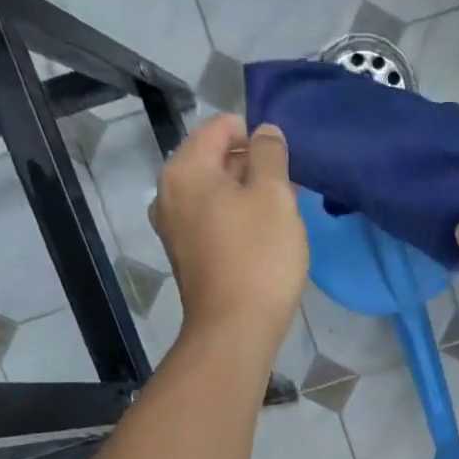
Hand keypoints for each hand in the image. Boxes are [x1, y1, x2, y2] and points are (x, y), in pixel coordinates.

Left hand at [152, 116, 306, 348]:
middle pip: (215, 161)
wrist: (235, 330)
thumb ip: (270, 154)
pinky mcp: (188, 258)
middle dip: (252, 166)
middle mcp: (169, 195)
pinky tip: (265, 239)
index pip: (219, 127)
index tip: (285, 155)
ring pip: (216, 195)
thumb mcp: (274, 195)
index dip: (255, 133)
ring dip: (248, 196)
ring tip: (283, 213)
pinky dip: (237, 221)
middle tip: (290, 186)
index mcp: (184, 170)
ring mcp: (175, 230)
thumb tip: (265, 132)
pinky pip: (213, 223)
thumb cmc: (258, 257)